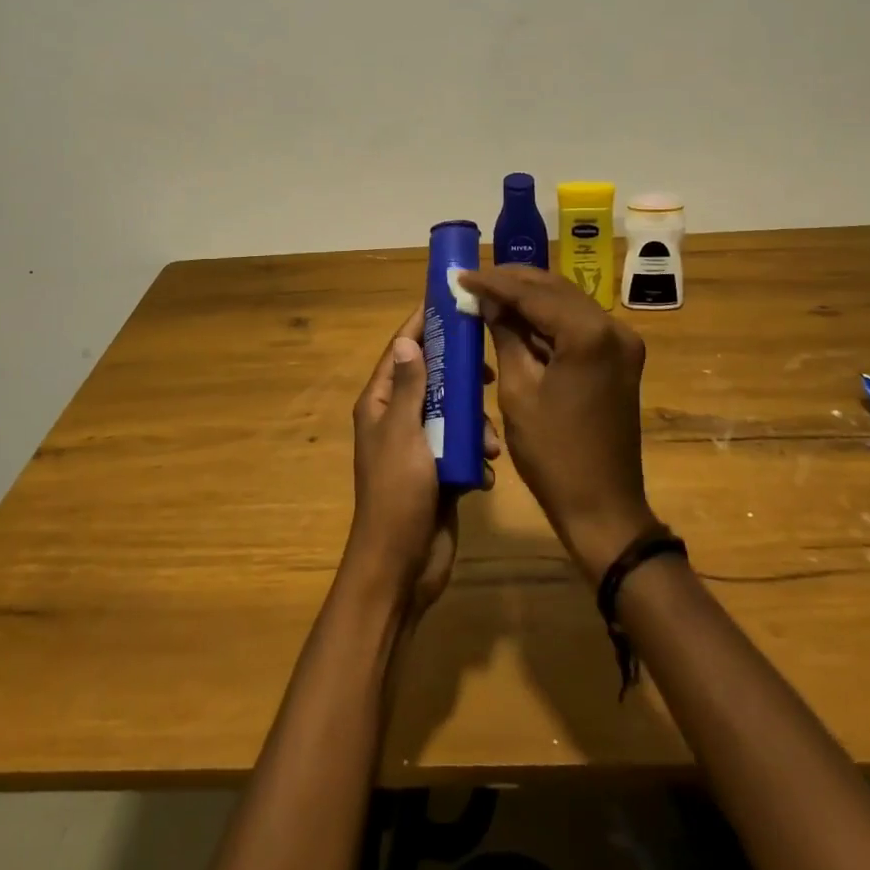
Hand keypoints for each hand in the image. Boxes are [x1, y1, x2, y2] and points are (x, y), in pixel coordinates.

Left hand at [346, 311, 498, 615]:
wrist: (402, 566)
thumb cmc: (398, 494)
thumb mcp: (404, 433)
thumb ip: (408, 386)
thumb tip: (405, 340)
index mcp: (380, 404)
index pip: (400, 351)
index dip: (421, 326)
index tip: (448, 303)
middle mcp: (397, 418)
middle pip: (432, 378)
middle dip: (460, 377)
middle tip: (487, 372)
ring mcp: (419, 446)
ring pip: (452, 414)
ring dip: (473, 425)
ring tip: (489, 442)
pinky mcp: (438, 470)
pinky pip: (460, 447)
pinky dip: (474, 454)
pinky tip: (483, 471)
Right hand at [460, 266, 656, 580]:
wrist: (604, 507)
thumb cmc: (553, 455)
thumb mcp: (518, 390)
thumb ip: (505, 335)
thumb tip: (488, 300)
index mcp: (588, 335)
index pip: (533, 294)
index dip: (494, 282)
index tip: (461, 275)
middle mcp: (613, 328)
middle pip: (555, 289)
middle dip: (513, 282)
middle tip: (473, 280)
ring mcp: (622, 342)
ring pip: (568, 303)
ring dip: (530, 297)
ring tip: (489, 293)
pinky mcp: (621, 357)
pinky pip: (579, 324)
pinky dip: (548, 319)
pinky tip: (518, 318)